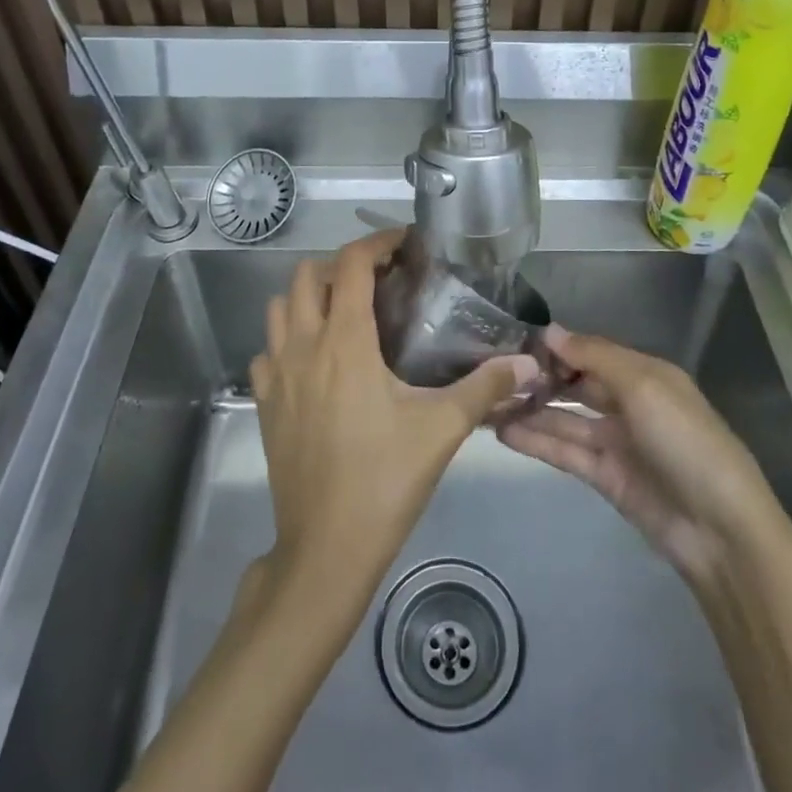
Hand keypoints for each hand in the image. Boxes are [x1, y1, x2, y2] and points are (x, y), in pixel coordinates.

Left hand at [251, 230, 534, 605]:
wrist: (326, 548)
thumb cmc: (385, 479)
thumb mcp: (442, 429)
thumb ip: (485, 388)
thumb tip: (528, 363)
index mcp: (344, 341)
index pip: (350, 265)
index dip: (377, 243)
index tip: (404, 245)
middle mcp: (303, 346)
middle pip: (306, 275)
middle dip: (341, 266)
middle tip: (379, 281)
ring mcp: (275, 375)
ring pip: (279, 308)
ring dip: (309, 296)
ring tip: (346, 312)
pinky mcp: (264, 403)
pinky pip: (267, 350)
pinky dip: (288, 338)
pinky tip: (316, 361)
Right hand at [497, 326, 789, 589]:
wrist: (720, 530)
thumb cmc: (686, 441)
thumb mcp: (644, 386)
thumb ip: (594, 356)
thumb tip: (549, 330)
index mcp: (644, 374)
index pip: (590, 351)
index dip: (555, 347)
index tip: (511, 341)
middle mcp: (628, 402)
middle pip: (575, 384)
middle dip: (538, 378)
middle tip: (489, 372)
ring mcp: (616, 442)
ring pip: (564, 419)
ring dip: (529, 410)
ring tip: (485, 403)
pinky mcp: (604, 477)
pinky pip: (565, 452)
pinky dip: (536, 441)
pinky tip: (503, 432)